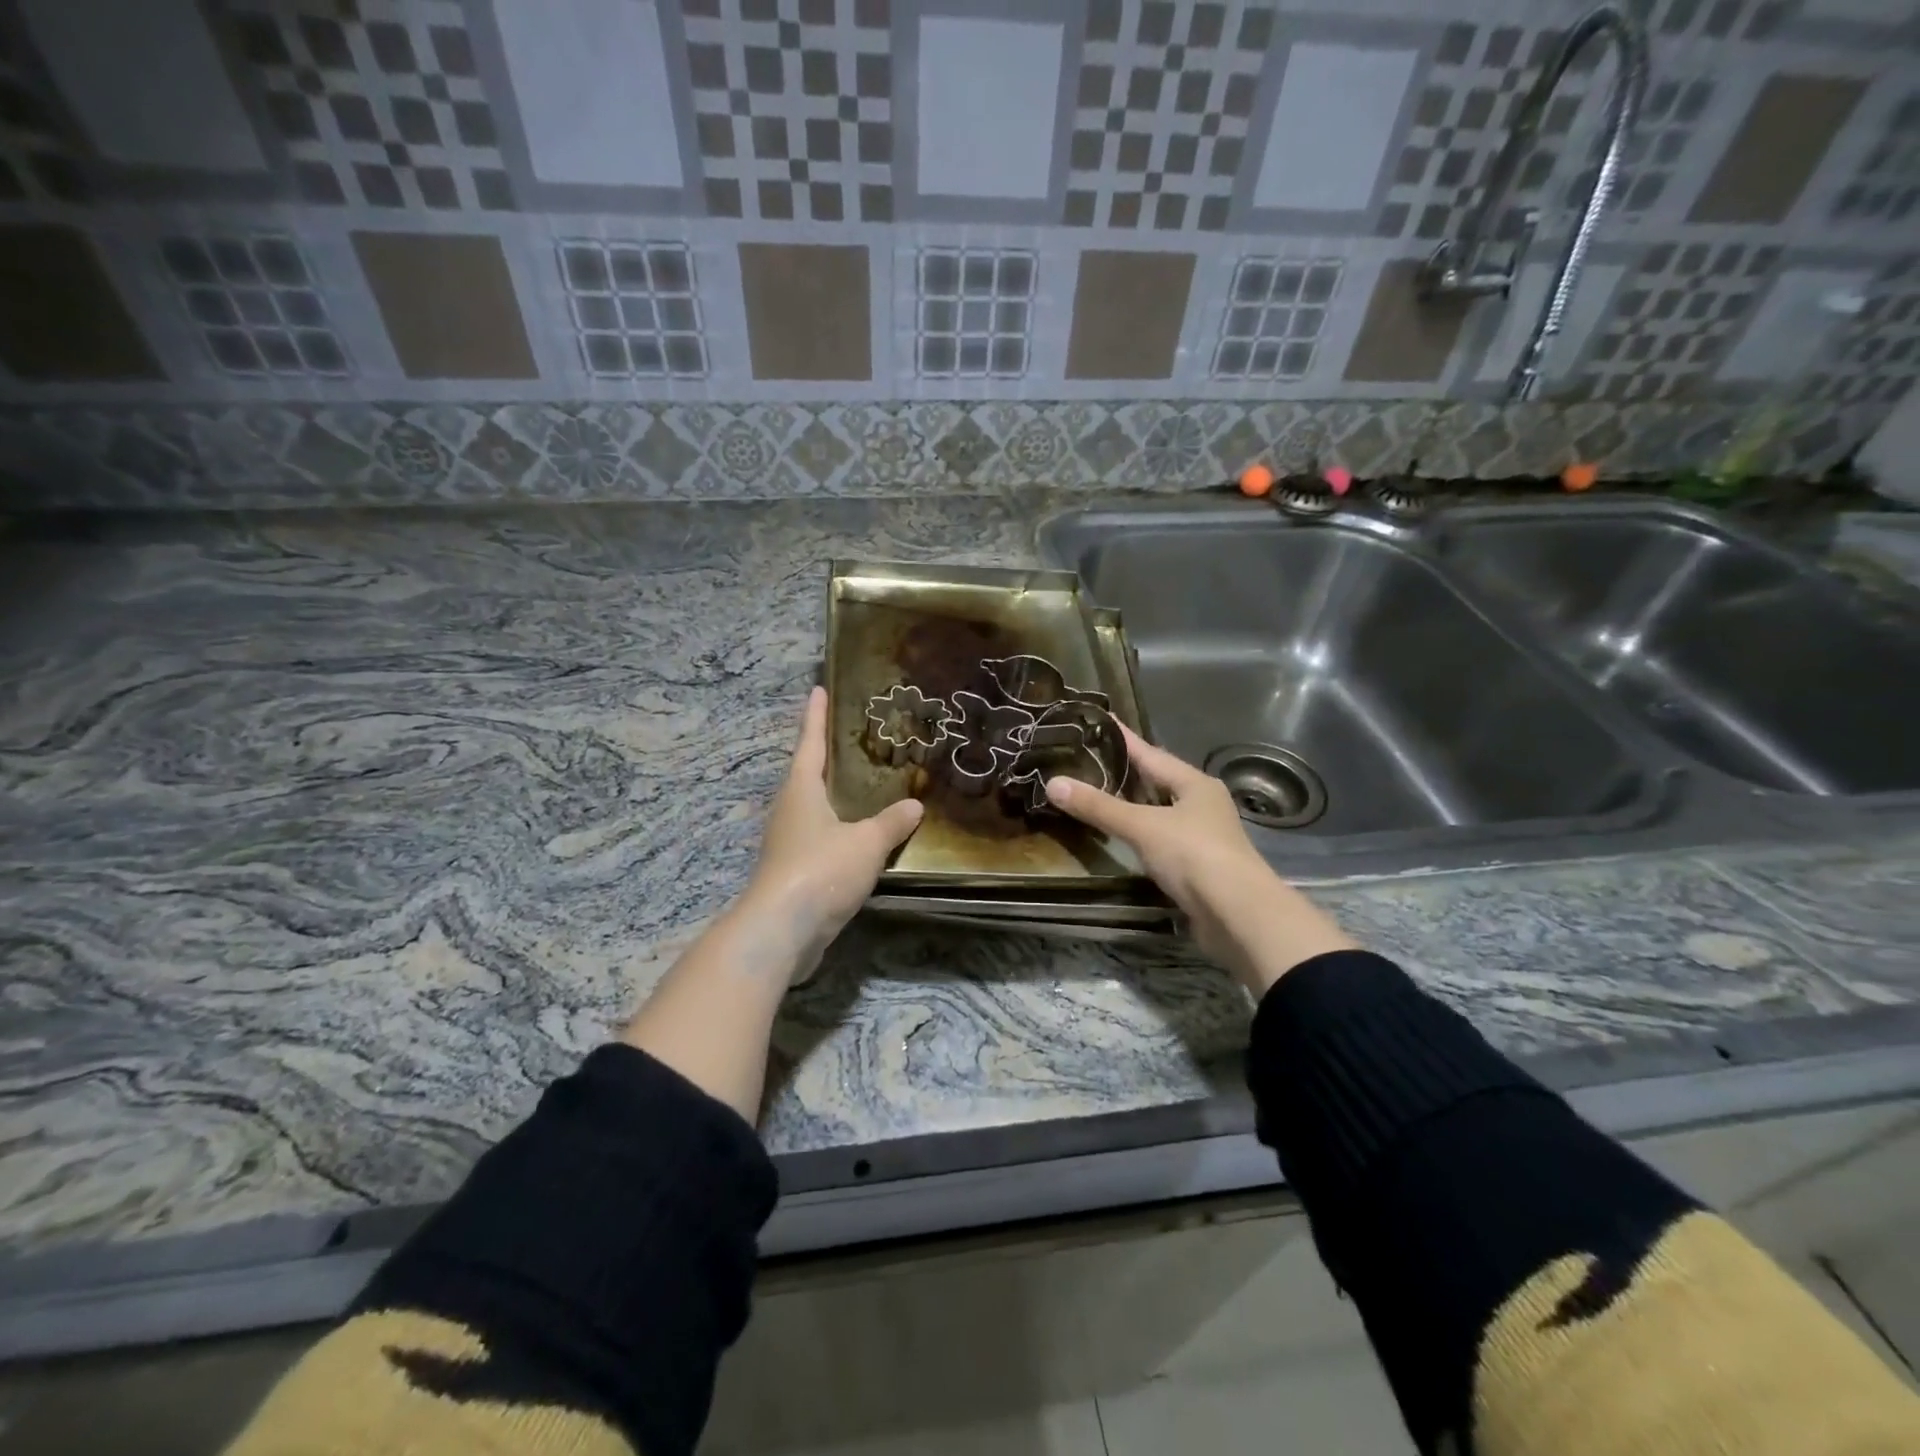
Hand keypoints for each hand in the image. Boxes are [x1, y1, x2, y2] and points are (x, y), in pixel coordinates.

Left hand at [742, 686, 923, 979]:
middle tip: (854, 740)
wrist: (781, 930)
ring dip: (834, 796)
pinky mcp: (792, 872)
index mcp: (801, 791)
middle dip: (827, 756)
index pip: (810, 743)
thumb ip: (892, 823)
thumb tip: (915, 805)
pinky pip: (820, 839)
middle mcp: (789, 810)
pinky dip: (840, 831)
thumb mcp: (866, 843)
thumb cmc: (821, 870)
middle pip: (808, 774)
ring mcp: (787, 842)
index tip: (817, 690)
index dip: (816, 716)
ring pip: (814, 809)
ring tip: (864, 787)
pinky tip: (860, 839)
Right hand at [1045, 727, 1355, 993]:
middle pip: (1157, 781)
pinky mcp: (1197, 867)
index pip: (1151, 753)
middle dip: (1126, 772)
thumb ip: (1098, 806)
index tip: (1100, 721)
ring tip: (1097, 794)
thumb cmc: (1194, 855)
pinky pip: (1160, 840)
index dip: (1123, 738)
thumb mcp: (1141, 826)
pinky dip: (1138, 835)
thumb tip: (1053, 783)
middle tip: (1089, 758)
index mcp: (1195, 784)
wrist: (1238, 915)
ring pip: (1159, 812)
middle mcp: (1202, 804)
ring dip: (1132, 805)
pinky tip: (1119, 837)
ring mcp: (1202, 837)